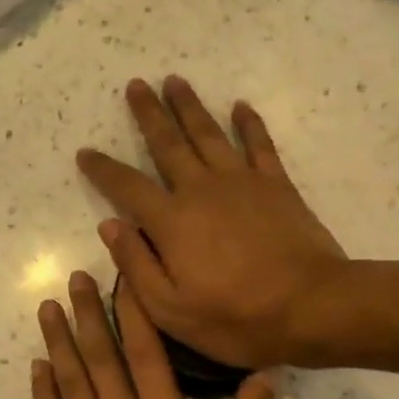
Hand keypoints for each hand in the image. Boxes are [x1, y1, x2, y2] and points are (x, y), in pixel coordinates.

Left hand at [33, 271, 276, 398]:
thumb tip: (264, 371)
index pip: (145, 352)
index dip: (130, 312)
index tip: (120, 279)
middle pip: (99, 358)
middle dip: (85, 314)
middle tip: (73, 278)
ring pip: (70, 384)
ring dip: (57, 343)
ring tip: (46, 308)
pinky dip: (42, 394)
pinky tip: (35, 368)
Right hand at [78, 78, 350, 368]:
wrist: (312, 308)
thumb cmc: (235, 317)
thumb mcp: (170, 309)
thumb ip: (136, 265)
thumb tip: (110, 225)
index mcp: (171, 222)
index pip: (126, 187)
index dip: (103, 169)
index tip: (85, 153)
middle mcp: (201, 190)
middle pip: (168, 143)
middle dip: (149, 114)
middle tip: (136, 85)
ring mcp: (242, 182)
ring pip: (209, 134)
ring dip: (189, 106)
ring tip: (174, 81)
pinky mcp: (276, 185)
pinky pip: (259, 144)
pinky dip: (249, 123)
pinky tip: (240, 106)